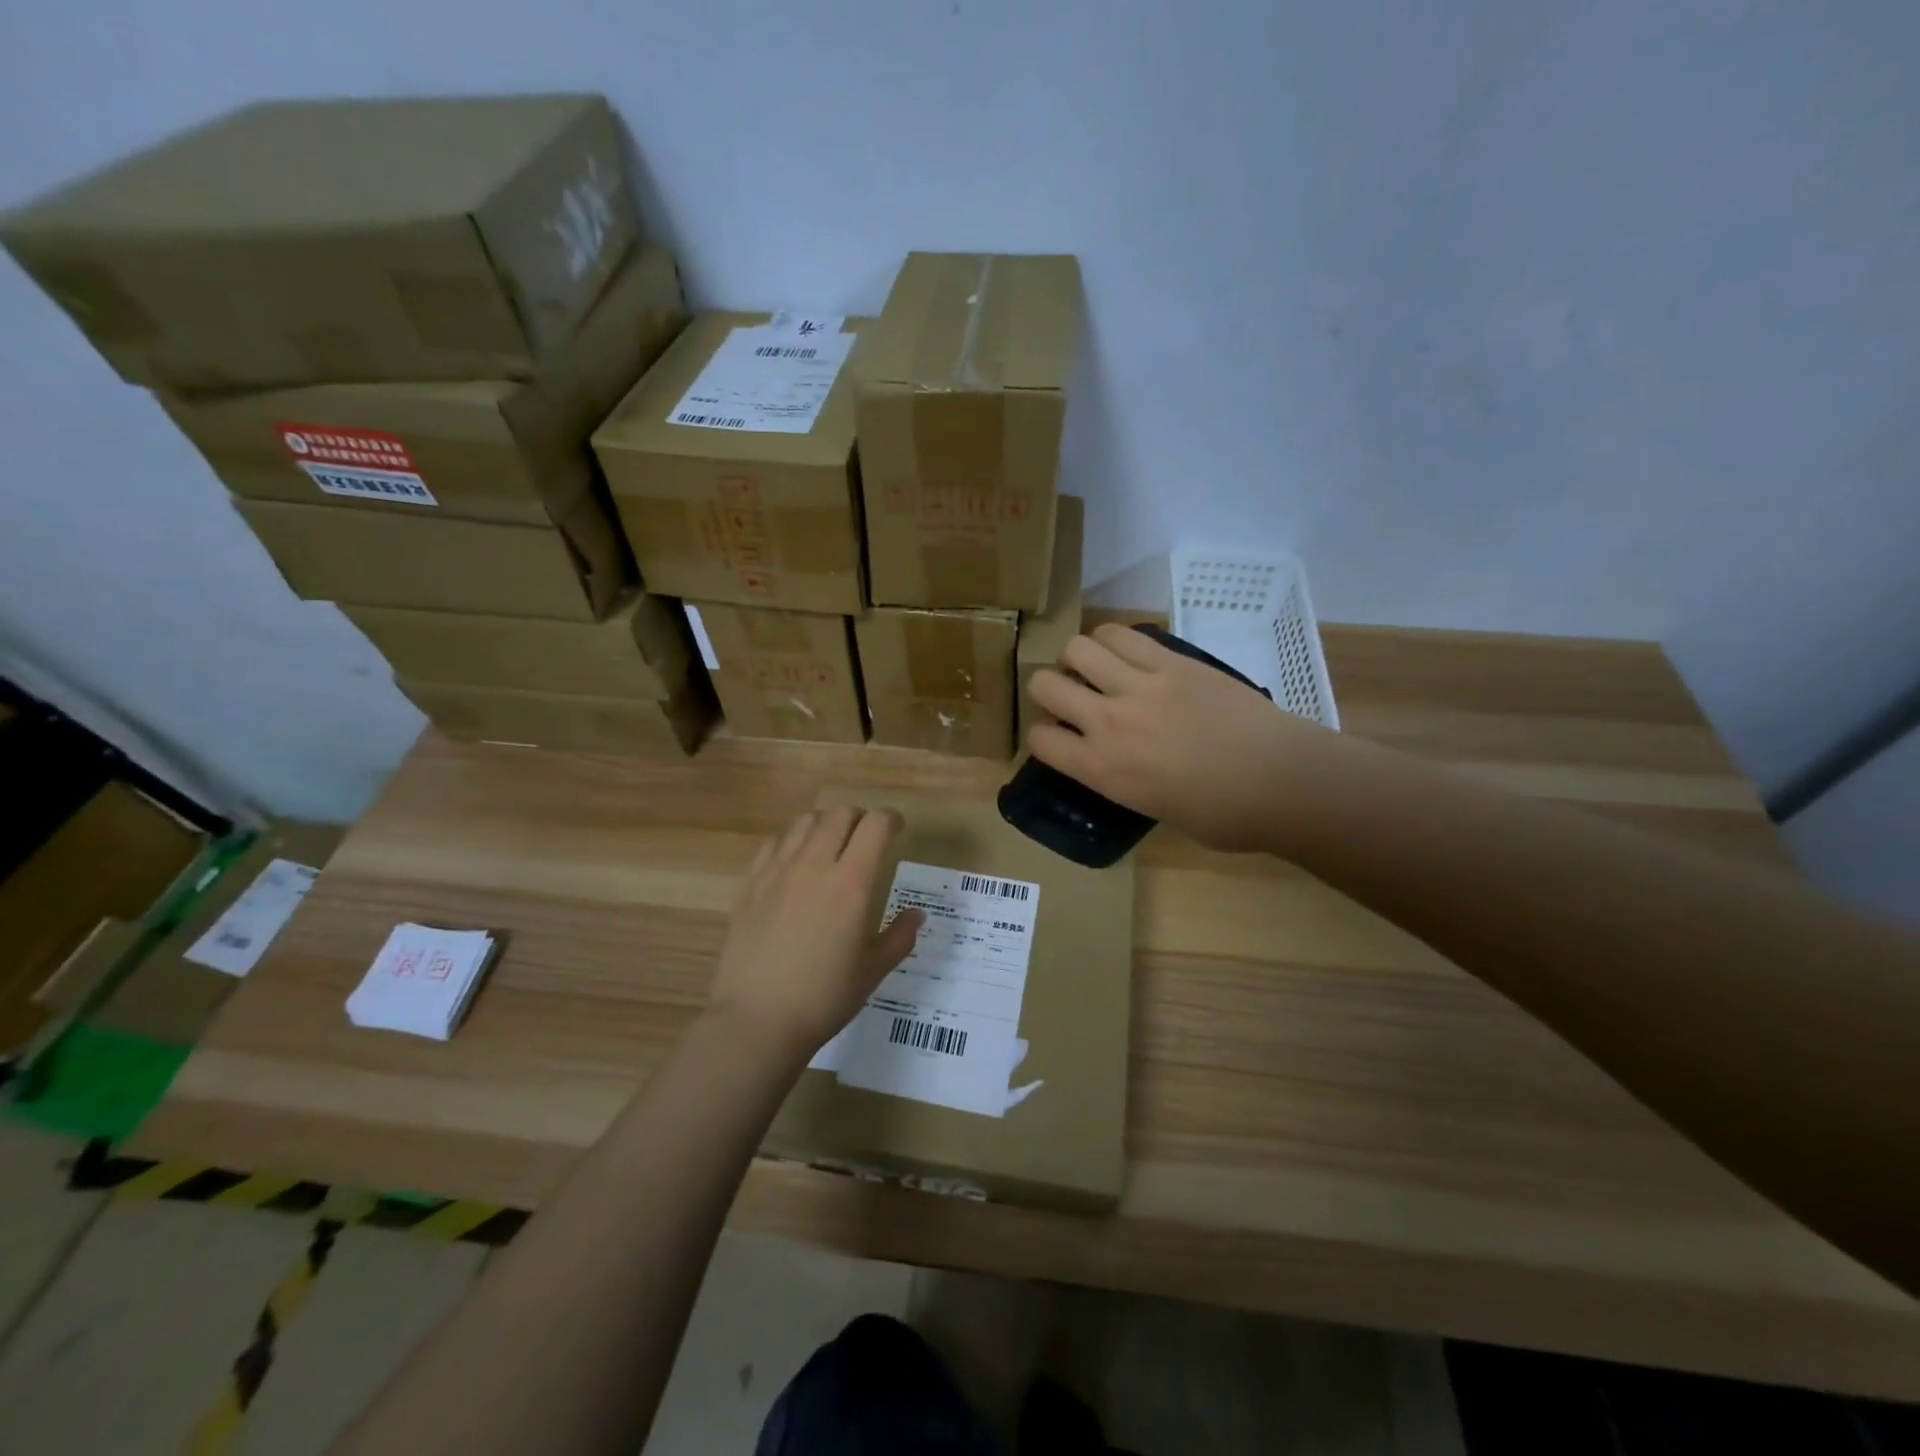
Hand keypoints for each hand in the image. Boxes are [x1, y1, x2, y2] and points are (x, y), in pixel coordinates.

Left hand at [706, 806, 922, 1058]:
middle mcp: (815, 864)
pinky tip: (794, 865)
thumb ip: (900, 936)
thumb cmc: (823, 998)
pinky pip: (774, 842)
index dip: (891, 820)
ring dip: (825, 825)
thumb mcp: (873, 971)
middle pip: (840, 813)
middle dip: (860, 819)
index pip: (876, 824)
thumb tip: (916, 914)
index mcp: (852, 882)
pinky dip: (791, 842)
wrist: (756, 1020)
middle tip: (865, 841)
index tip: (897, 832)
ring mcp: (778, 870)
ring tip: (830, 848)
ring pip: (805, 821)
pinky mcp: (750, 883)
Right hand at [1027, 624, 1335, 853]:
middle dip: (1048, 689)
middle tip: (1070, 696)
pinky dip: (1113, 640)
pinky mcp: (1172, 661)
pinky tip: (1125, 653)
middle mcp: (1108, 722)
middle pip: (1044, 684)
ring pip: (1079, 648)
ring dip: (1078, 658)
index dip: (1042, 735)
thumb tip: (1119, 761)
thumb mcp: (1153, 809)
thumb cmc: (1223, 816)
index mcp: (1101, 769)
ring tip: (1096, 668)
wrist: (1281, 782)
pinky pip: (1124, 634)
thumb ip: (1121, 779)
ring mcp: (1140, 685)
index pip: (1039, 739)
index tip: (1057, 736)